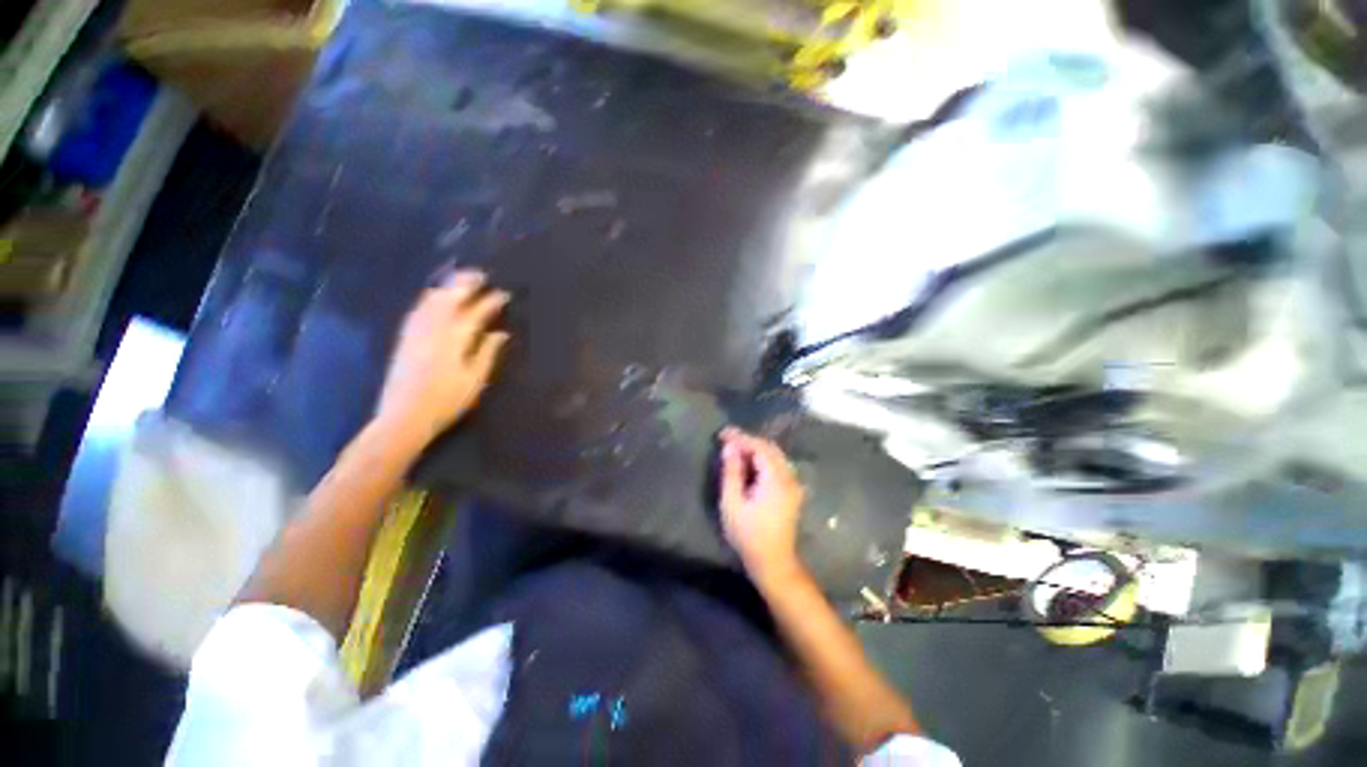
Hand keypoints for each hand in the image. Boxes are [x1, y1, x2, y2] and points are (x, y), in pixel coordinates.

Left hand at [376, 269, 509, 445]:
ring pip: (431, 301)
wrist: (404, 417)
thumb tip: (501, 333)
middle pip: (449, 299)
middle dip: (464, 284)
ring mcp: (416, 333)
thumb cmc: (447, 401)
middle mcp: (433, 330)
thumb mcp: (475, 380)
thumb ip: (488, 353)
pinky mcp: (405, 339)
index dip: (490, 302)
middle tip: (480, 275)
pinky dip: (429, 299)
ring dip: (446, 288)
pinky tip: (434, 297)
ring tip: (459, 280)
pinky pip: (417, 310)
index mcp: (454, 340)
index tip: (503, 294)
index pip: (475, 313)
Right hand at [719, 427, 805, 579]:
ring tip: (735, 449)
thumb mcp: (732, 504)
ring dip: (755, 449)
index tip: (722, 434)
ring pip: (775, 455)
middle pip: (769, 448)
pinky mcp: (792, 491)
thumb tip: (730, 447)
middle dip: (748, 440)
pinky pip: (778, 465)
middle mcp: (789, 477)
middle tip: (726, 440)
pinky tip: (749, 463)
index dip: (740, 438)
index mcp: (776, 480)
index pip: (759, 448)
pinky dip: (763, 459)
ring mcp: (793, 484)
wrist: (773, 562)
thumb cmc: (748, 535)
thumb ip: (732, 472)